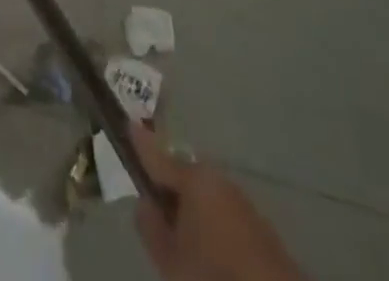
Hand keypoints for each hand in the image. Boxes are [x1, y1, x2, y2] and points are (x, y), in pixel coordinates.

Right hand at [131, 122, 304, 280]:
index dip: (139, 143)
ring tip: (186, 246)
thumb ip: (151, 227)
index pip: (156, 155)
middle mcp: (218, 180)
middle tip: (159, 221)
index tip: (127, 123)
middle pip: (183, 177)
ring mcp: (242, 203)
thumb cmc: (214, 277)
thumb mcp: (171, 261)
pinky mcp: (261, 229)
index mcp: (193, 179)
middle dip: (170, 192)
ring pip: (205, 198)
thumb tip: (145, 203)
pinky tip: (214, 259)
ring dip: (193, 213)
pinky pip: (224, 217)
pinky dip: (213, 228)